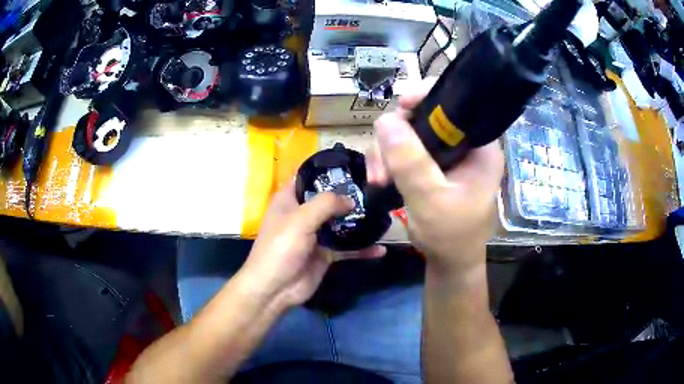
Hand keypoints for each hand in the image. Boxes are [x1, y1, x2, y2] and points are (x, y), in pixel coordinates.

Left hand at [238, 182, 385, 309]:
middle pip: (328, 200)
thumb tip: (351, 199)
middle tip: (375, 190)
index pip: (308, 177)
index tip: (353, 166)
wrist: (275, 289)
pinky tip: (381, 249)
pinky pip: (347, 248)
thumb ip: (326, 204)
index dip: (327, 171)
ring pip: (340, 223)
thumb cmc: (281, 247)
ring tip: (382, 214)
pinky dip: (362, 249)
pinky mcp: (325, 254)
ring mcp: (315, 235)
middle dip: (349, 196)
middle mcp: (303, 214)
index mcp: (289, 200)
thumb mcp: (301, 219)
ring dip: (358, 221)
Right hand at [366, 78, 503, 276]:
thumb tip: (384, 120)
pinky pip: (406, 151)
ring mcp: (448, 156)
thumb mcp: (430, 200)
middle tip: (381, 166)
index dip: (427, 98)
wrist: (450, 262)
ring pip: (410, 134)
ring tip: (379, 179)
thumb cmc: (450, 236)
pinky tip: (382, 179)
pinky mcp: (434, 166)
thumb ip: (410, 162)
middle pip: (426, 118)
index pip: (456, 105)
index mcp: (480, 147)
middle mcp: (465, 146)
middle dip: (397, 137)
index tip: (401, 107)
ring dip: (388, 153)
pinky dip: (390, 162)